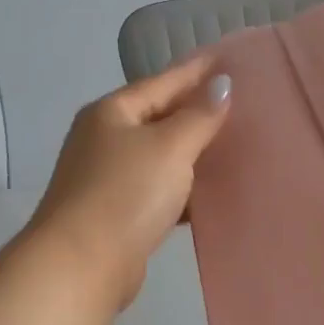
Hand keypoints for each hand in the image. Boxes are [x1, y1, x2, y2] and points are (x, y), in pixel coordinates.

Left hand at [29, 57, 231, 309]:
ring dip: (193, 154)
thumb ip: (199, 116)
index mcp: (112, 113)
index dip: (197, 71)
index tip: (230, 61)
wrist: (81, 264)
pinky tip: (211, 194)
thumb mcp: (170, 147)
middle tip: (242, 105)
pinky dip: (183, 190)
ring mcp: (108, 179)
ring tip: (234, 147)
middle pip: (159, 118)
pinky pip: (159, 191)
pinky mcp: (118, 215)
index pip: (162, 82)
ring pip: (160, 158)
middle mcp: (104, 141)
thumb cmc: (126, 194)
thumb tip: (222, 84)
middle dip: (197, 113)